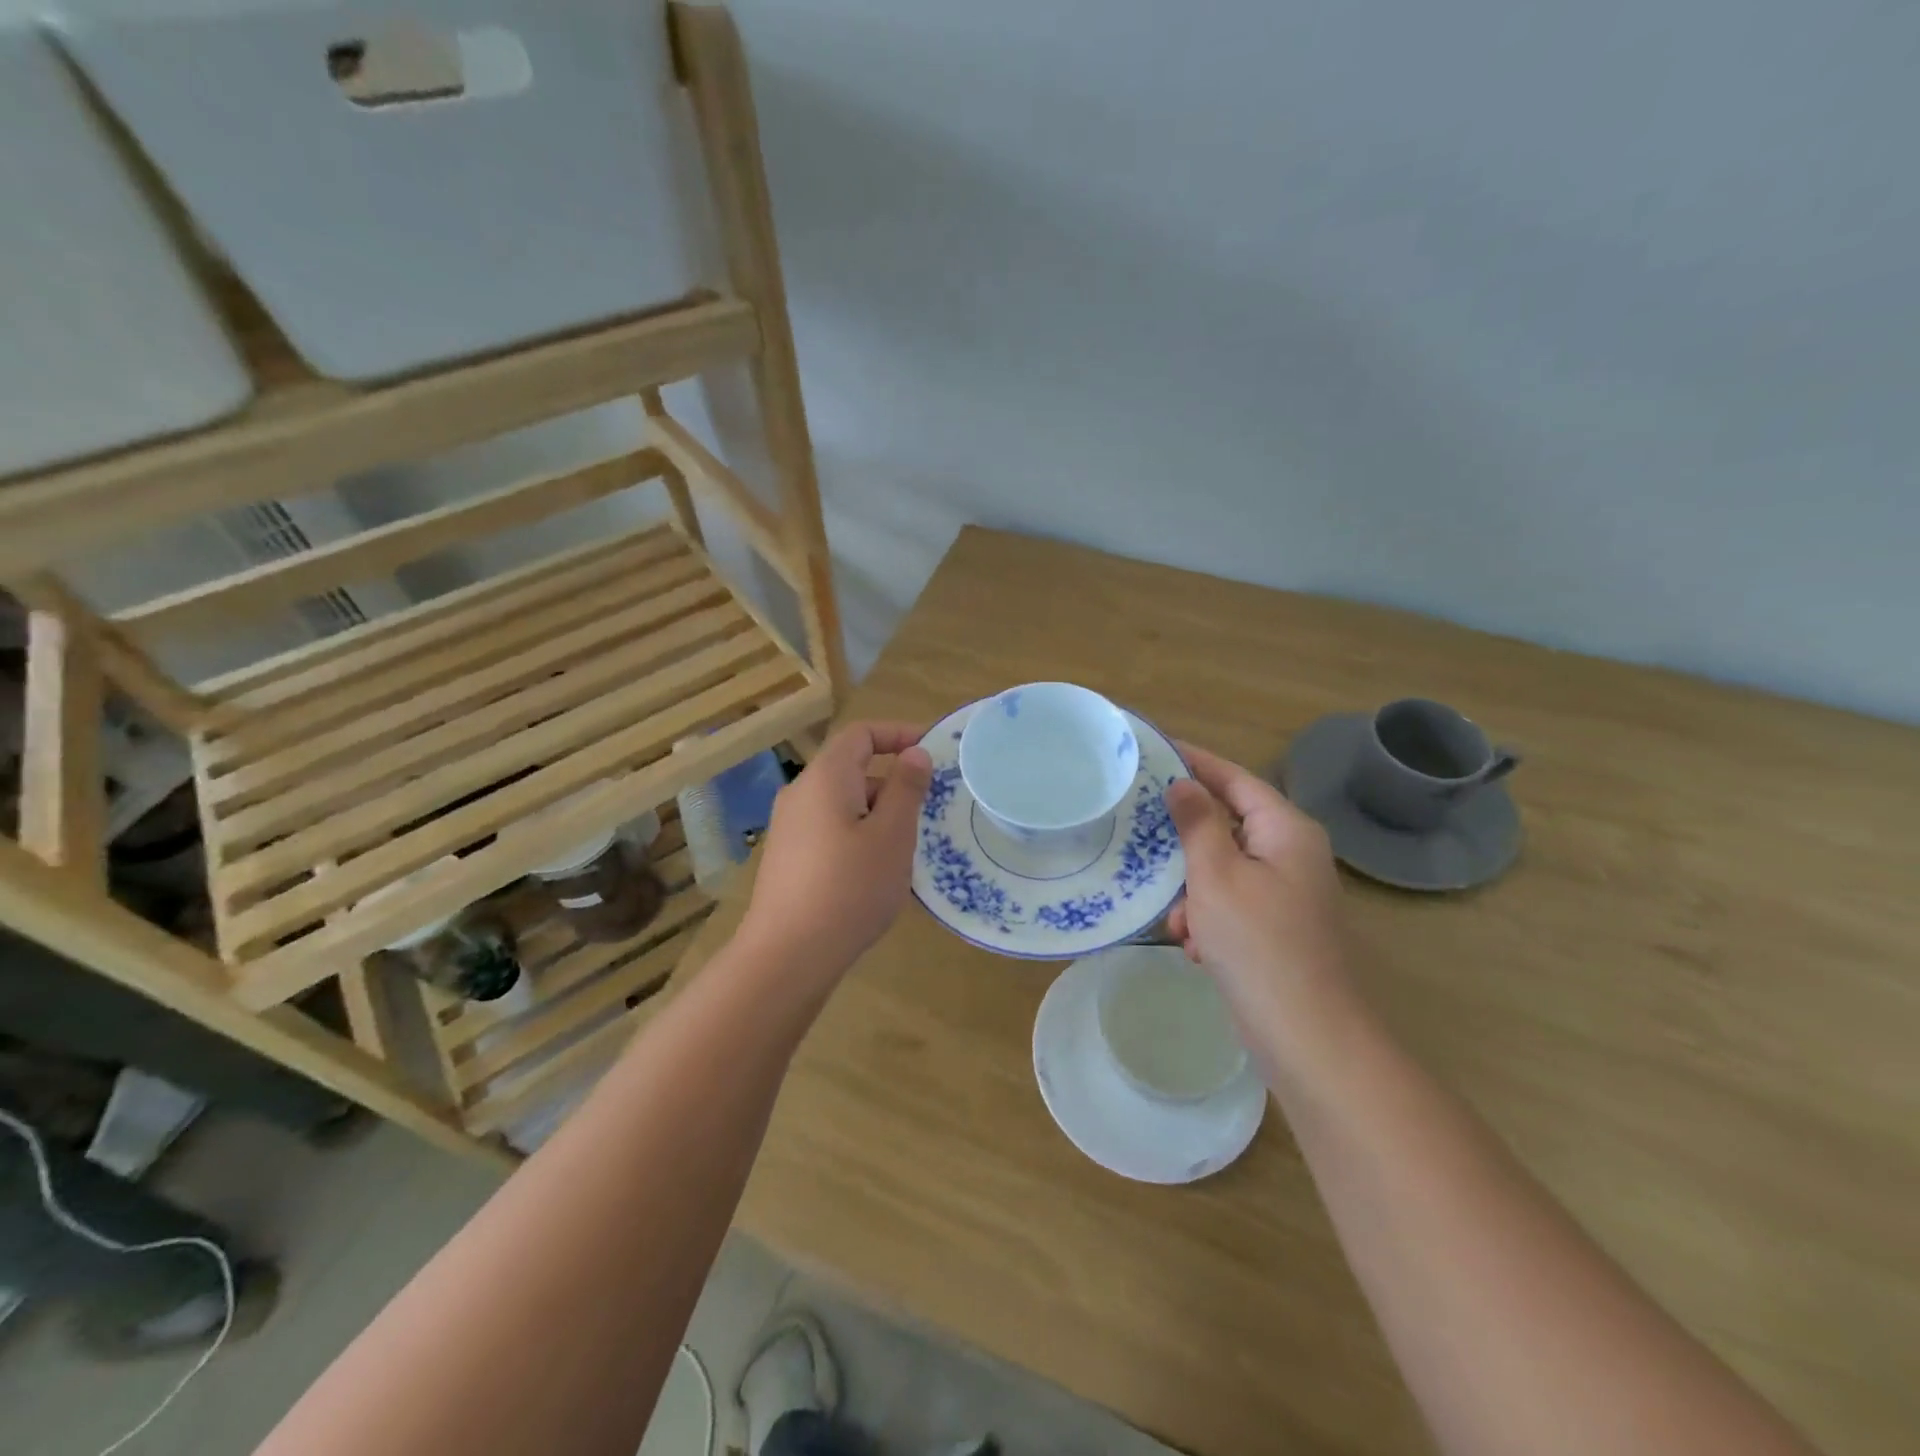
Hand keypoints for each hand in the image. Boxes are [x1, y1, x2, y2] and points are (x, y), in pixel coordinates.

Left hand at [737, 722, 932, 986]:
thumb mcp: (892, 835)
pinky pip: (830, 829)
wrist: (788, 954)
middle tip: (927, 811)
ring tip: (906, 848)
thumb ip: (906, 788)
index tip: (932, 751)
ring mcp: (789, 827)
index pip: (861, 733)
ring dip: (878, 813)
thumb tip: (915, 753)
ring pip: (843, 803)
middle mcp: (801, 793)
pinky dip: (858, 835)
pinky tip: (875, 873)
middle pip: (851, 769)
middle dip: (892, 782)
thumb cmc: (850, 887)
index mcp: (825, 777)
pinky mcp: (788, 858)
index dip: (898, 733)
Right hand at [1164, 744, 1352, 1034]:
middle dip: (1185, 846)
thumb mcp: (1216, 876)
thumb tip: (1184, 783)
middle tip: (1142, 840)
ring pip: (1222, 870)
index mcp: (1286, 830)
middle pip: (1226, 826)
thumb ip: (1198, 823)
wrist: (1306, 1035)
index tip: (1153, 750)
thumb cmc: (1258, 943)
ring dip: (1192, 892)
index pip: (1235, 778)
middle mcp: (1291, 854)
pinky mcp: (1276, 928)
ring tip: (1176, 922)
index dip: (1195, 762)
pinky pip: (1231, 905)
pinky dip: (1207, 920)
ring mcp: (1286, 893)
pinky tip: (1195, 948)